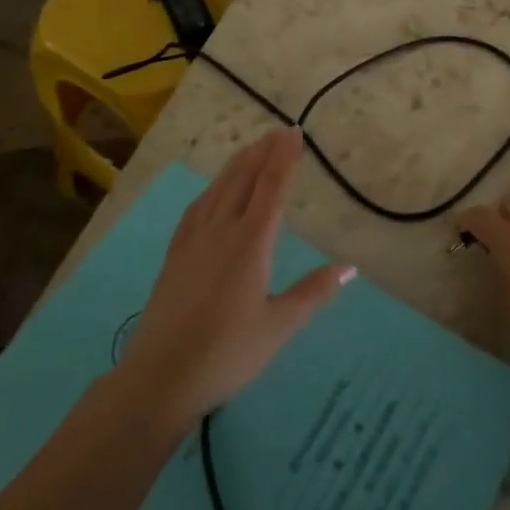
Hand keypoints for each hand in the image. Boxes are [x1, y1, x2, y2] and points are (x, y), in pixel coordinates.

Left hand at [118, 127, 355, 429]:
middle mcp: (221, 231)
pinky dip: (212, 189)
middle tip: (279, 131)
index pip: (271, 188)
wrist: (160, 378)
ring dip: (237, 164)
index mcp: (250, 243)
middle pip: (243, 179)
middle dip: (263, 152)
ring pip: (218, 189)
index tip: (295, 134)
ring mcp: (193, 241)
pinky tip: (213, 192)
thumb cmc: (227, 353)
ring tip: (251, 149)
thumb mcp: (279, 327)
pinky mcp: (175, 255)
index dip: (284, 159)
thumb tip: (350, 268)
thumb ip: (313, 292)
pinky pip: (197, 208)